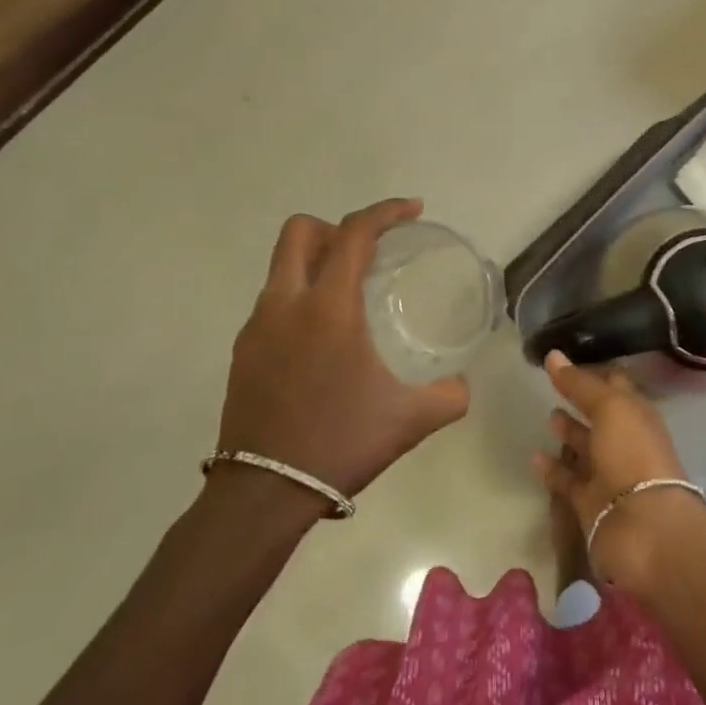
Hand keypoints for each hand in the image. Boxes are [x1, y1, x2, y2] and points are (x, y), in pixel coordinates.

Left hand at [216, 199, 469, 502]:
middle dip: (337, 228)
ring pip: (281, 267)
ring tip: (350, 296)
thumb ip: (448, 396)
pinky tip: (323, 339)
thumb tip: (462, 385)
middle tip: (369, 252)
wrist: (264, 494)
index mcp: (328, 307)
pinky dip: (300, 298)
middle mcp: (286, 304)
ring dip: (316, 263)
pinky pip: (273, 302)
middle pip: (300, 231)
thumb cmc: (341, 444)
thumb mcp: (410, 420)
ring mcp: (257, 327)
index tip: (413, 210)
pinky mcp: (243, 351)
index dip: (386, 211)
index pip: (354, 233)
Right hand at [534, 352, 705, 583]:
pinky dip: (553, 468)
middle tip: (554, 385)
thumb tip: (554, 355)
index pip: (615, 386)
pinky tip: (534, 455)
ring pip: (586, 448)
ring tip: (548, 415)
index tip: (566, 359)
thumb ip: (580, 383)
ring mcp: (608, 474)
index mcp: (638, 415)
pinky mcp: (590, 502)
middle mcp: (625, 441)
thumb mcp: (610, 407)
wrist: (643, 527)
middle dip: (582, 401)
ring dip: (569, 433)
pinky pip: (568, 480)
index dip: (594, 372)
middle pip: (601, 416)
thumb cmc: (632, 454)